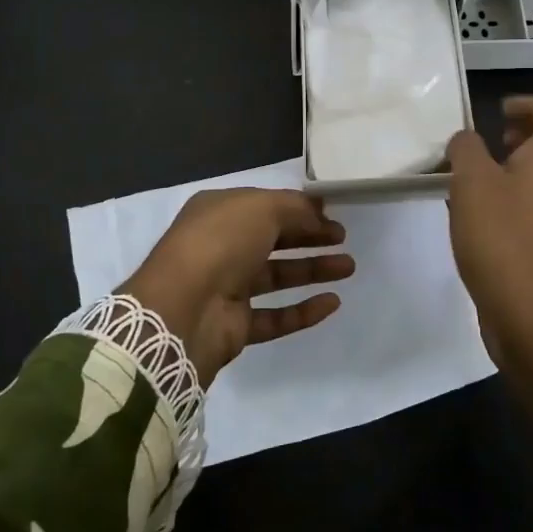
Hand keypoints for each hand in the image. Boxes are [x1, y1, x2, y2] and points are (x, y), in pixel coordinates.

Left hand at [122, 188, 353, 385]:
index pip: (264, 206)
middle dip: (309, 237)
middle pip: (273, 239)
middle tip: (343, 238)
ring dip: (312, 270)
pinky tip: (333, 303)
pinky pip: (275, 316)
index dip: (298, 208)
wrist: (183, 309)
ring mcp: (227, 287)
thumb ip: (295, 207)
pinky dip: (303, 310)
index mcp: (219, 212)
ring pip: (277, 276)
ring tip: (349, 267)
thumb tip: (319, 210)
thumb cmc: (220, 242)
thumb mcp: (261, 208)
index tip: (331, 212)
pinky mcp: (235, 325)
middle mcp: (221, 246)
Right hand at [445, 96, 532, 365]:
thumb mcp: (470, 181)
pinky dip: (529, 186)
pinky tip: (491, 200)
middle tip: (508, 134)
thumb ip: (466, 149)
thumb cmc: (500, 235)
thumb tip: (466, 140)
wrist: (526, 307)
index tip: (500, 109)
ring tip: (494, 165)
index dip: (531, 105)